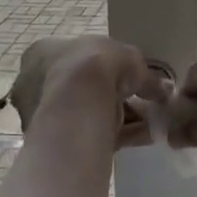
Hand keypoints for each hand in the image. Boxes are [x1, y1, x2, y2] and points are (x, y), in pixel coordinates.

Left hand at [8, 36, 165, 146]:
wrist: (77, 105)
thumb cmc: (95, 66)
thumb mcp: (130, 58)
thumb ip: (145, 75)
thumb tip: (163, 89)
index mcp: (43, 52)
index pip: (73, 57)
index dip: (104, 67)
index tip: (128, 77)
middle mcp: (33, 82)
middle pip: (80, 89)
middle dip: (112, 97)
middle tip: (142, 103)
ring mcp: (39, 115)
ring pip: (86, 115)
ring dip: (120, 118)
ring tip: (150, 124)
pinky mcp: (54, 144)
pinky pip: (90, 136)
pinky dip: (119, 136)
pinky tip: (145, 137)